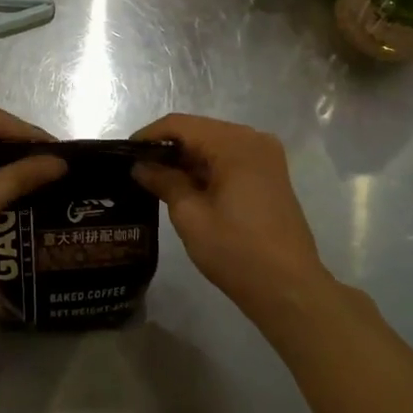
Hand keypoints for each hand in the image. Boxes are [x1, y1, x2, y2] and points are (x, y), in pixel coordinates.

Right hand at [131, 114, 331, 317]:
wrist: (288, 288)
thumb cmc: (236, 251)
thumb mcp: (190, 216)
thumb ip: (164, 182)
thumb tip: (141, 166)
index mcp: (235, 143)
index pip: (181, 125)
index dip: (149, 136)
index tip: (124, 153)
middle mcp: (254, 139)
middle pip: (200, 131)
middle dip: (168, 148)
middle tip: (137, 170)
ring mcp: (266, 157)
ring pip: (215, 146)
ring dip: (187, 160)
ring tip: (155, 180)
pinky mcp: (270, 175)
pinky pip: (231, 160)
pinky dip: (207, 169)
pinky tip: (186, 188)